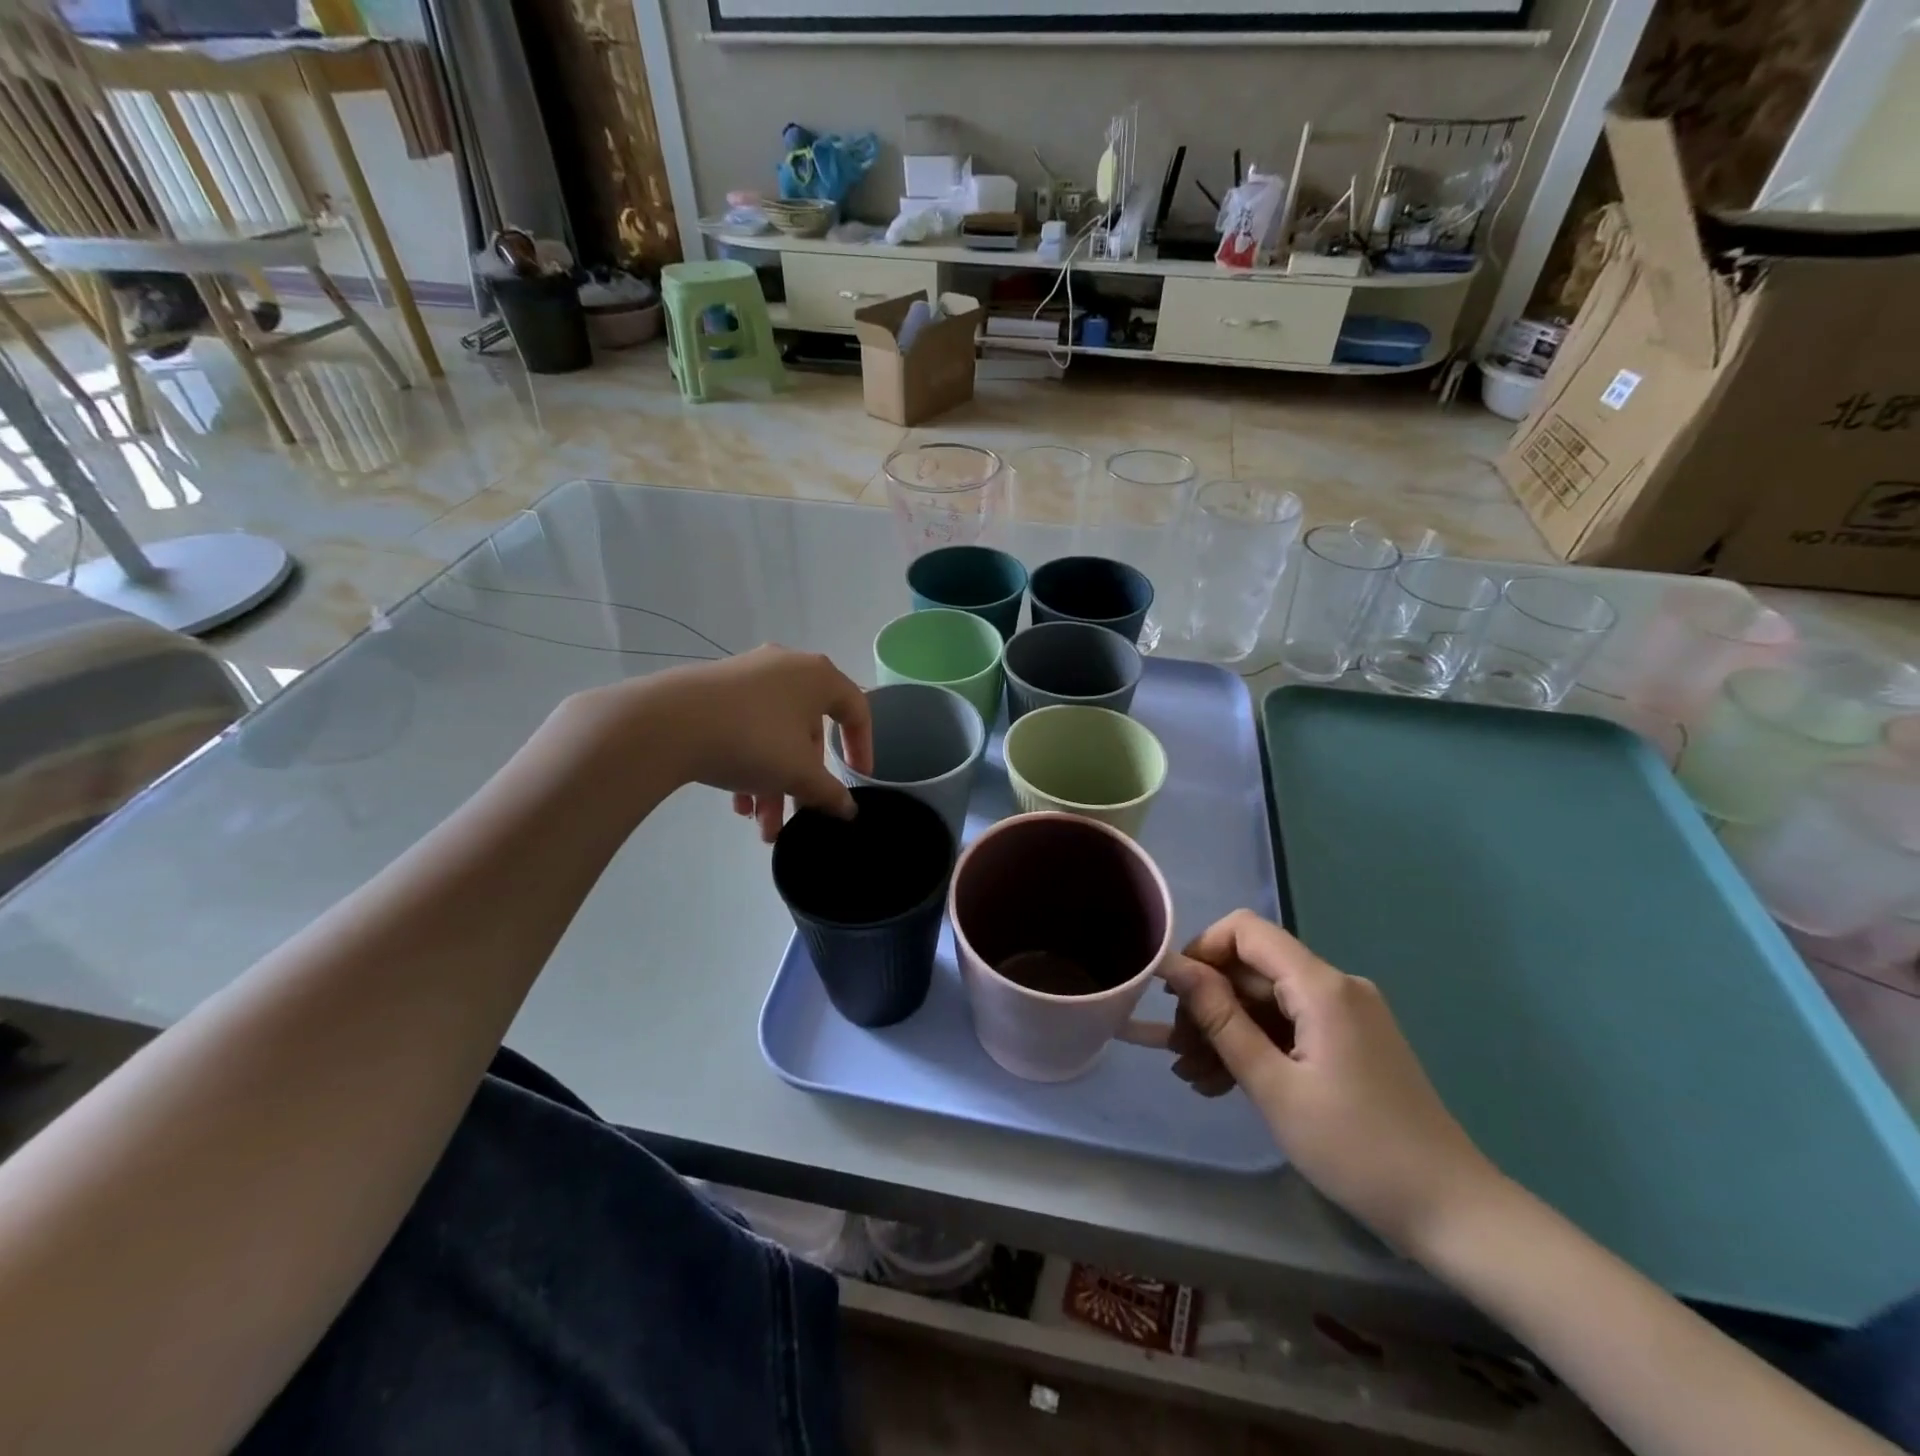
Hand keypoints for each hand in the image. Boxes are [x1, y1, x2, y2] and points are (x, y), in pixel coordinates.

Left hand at [575, 647, 872, 841]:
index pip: (856, 710)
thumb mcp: (798, 774)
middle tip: (797, 817)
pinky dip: (748, 765)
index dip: (863, 749)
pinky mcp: (715, 690)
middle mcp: (786, 668)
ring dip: (774, 783)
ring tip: (761, 827)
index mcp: (818, 676)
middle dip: (803, 782)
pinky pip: (746, 729)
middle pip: (808, 732)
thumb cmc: (753, 740)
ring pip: (775, 736)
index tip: (857, 781)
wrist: (667, 723)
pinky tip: (738, 804)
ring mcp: (747, 677)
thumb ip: (830, 793)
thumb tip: (848, 810)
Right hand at [1162, 911, 1499, 1254]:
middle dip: (1209, 1005)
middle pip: (1254, 970)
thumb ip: (1220, 1019)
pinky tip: (1223, 1083)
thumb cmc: (1355, 1148)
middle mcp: (1336, 986)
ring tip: (1192, 1077)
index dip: (1203, 950)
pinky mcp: (1351, 1042)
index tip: (1175, 996)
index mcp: (1322, 986)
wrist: (1451, 1211)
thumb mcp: (1273, 1085)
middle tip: (1178, 1054)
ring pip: (1267, 1002)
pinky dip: (1256, 1047)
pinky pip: (1290, 1027)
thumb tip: (1176, 967)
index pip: (1246, 930)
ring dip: (1227, 1032)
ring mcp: (1347, 1014)